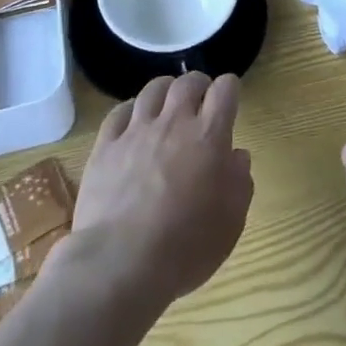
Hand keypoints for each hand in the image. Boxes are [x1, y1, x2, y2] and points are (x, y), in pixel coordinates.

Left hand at [69, 72, 253, 308]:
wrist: (121, 263)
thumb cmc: (186, 246)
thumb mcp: (231, 221)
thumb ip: (240, 181)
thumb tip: (236, 156)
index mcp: (209, 136)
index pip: (225, 89)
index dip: (229, 89)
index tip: (229, 99)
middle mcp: (174, 122)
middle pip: (187, 82)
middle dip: (198, 85)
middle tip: (200, 100)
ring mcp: (136, 131)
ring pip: (153, 90)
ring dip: (165, 91)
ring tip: (167, 103)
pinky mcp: (105, 146)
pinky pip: (119, 112)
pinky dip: (131, 110)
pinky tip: (133, 121)